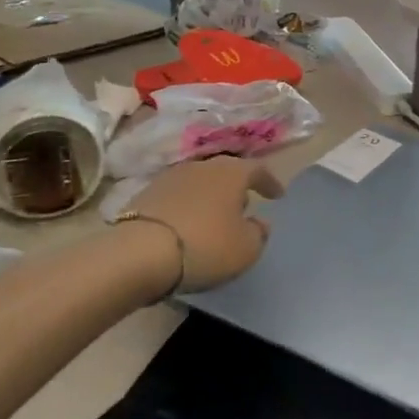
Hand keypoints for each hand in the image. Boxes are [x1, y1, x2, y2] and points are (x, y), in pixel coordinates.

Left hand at [120, 156, 283, 297]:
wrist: (140, 252)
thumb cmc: (205, 246)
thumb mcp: (246, 248)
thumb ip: (258, 233)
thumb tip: (259, 222)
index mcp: (231, 172)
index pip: (258, 169)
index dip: (269, 182)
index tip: (277, 195)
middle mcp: (202, 166)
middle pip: (225, 172)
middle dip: (237, 188)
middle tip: (244, 205)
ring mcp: (170, 177)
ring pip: (199, 182)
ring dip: (210, 196)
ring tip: (214, 217)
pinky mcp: (146, 193)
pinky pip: (177, 197)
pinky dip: (187, 207)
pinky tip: (187, 224)